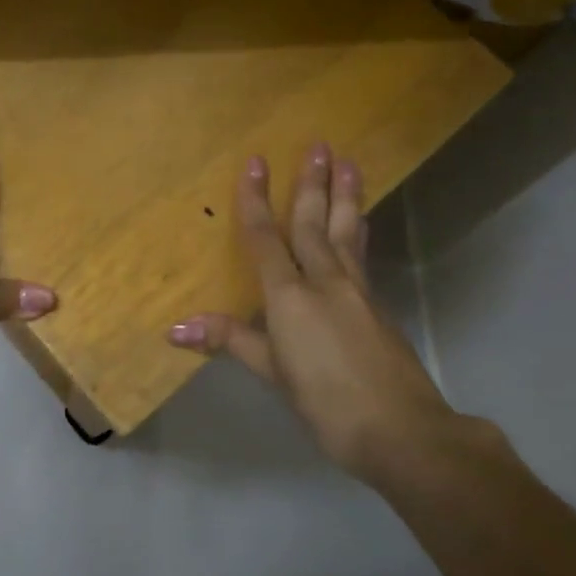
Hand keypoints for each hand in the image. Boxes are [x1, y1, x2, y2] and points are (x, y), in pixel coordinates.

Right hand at [168, 146, 455, 478]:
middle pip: (314, 224)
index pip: (266, 238)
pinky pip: (362, 255)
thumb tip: (174, 327)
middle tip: (319, 145)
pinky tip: (359, 226)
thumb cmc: (325, 402)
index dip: (256, 200)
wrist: (401, 429)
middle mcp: (325, 282)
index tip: (256, 162)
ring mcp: (357, 291)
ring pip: (347, 233)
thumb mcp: (272, 373)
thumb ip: (231, 340)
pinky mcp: (378, 306)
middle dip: (312, 184)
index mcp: (291, 296)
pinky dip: (357, 231)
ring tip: (351, 164)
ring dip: (346, 196)